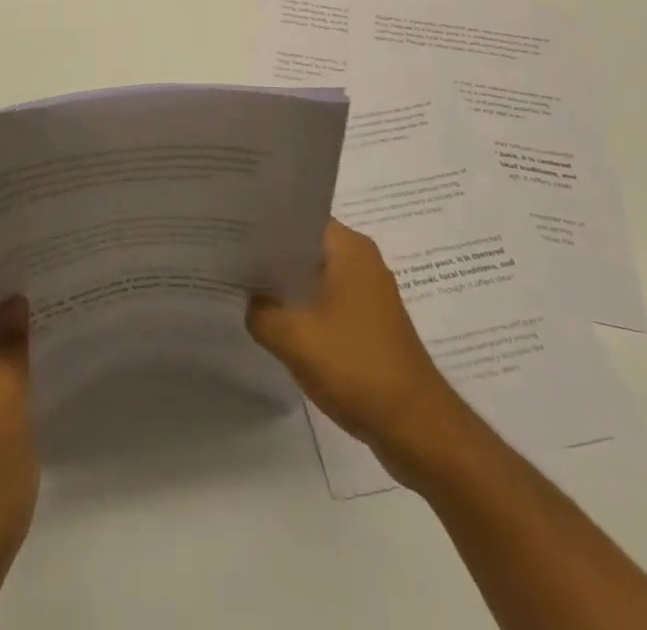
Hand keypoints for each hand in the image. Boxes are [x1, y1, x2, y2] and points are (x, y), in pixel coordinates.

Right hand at [247, 218, 464, 485]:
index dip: (262, 221)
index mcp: (349, 247)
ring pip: (314, 275)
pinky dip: (302, 307)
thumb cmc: (357, 367)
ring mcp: (367, 292)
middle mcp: (361, 260)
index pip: (297, 216)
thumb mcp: (294, 338)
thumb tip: (247, 297)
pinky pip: (325, 301)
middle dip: (269, 253)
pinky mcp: (367, 323)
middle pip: (304, 245)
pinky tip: (274, 321)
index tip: (230, 228)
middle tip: (228, 257)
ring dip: (284, 283)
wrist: (417, 429)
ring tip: (243, 287)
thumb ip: (260, 311)